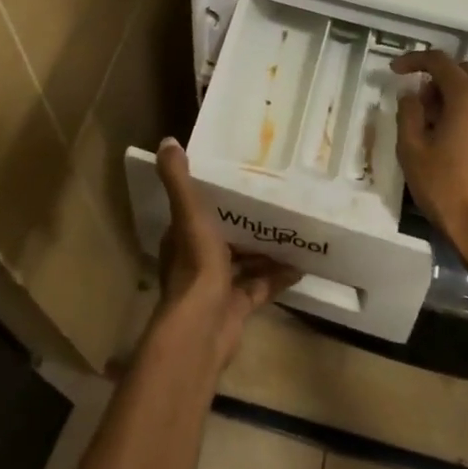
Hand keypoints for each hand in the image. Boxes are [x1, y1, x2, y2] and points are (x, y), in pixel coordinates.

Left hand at [152, 138, 298, 369]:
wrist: (203, 326)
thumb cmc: (196, 265)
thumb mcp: (188, 214)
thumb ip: (178, 180)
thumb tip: (167, 141)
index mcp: (183, 237)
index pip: (196, 212)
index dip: (215, 198)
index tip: (239, 181)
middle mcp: (198, 260)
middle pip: (225, 237)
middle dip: (246, 224)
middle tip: (275, 205)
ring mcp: (218, 286)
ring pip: (244, 262)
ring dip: (265, 250)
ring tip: (293, 232)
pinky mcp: (237, 307)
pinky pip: (260, 287)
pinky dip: (277, 277)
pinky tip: (300, 267)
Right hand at [392, 51, 467, 281]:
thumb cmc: (448, 189)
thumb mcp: (413, 151)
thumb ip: (408, 114)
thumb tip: (411, 95)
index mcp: (467, 96)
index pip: (440, 61)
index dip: (414, 60)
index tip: (395, 70)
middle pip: (464, 71)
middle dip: (438, 78)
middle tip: (417, 103)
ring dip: (455, 96)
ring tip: (433, 126)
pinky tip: (455, 142)